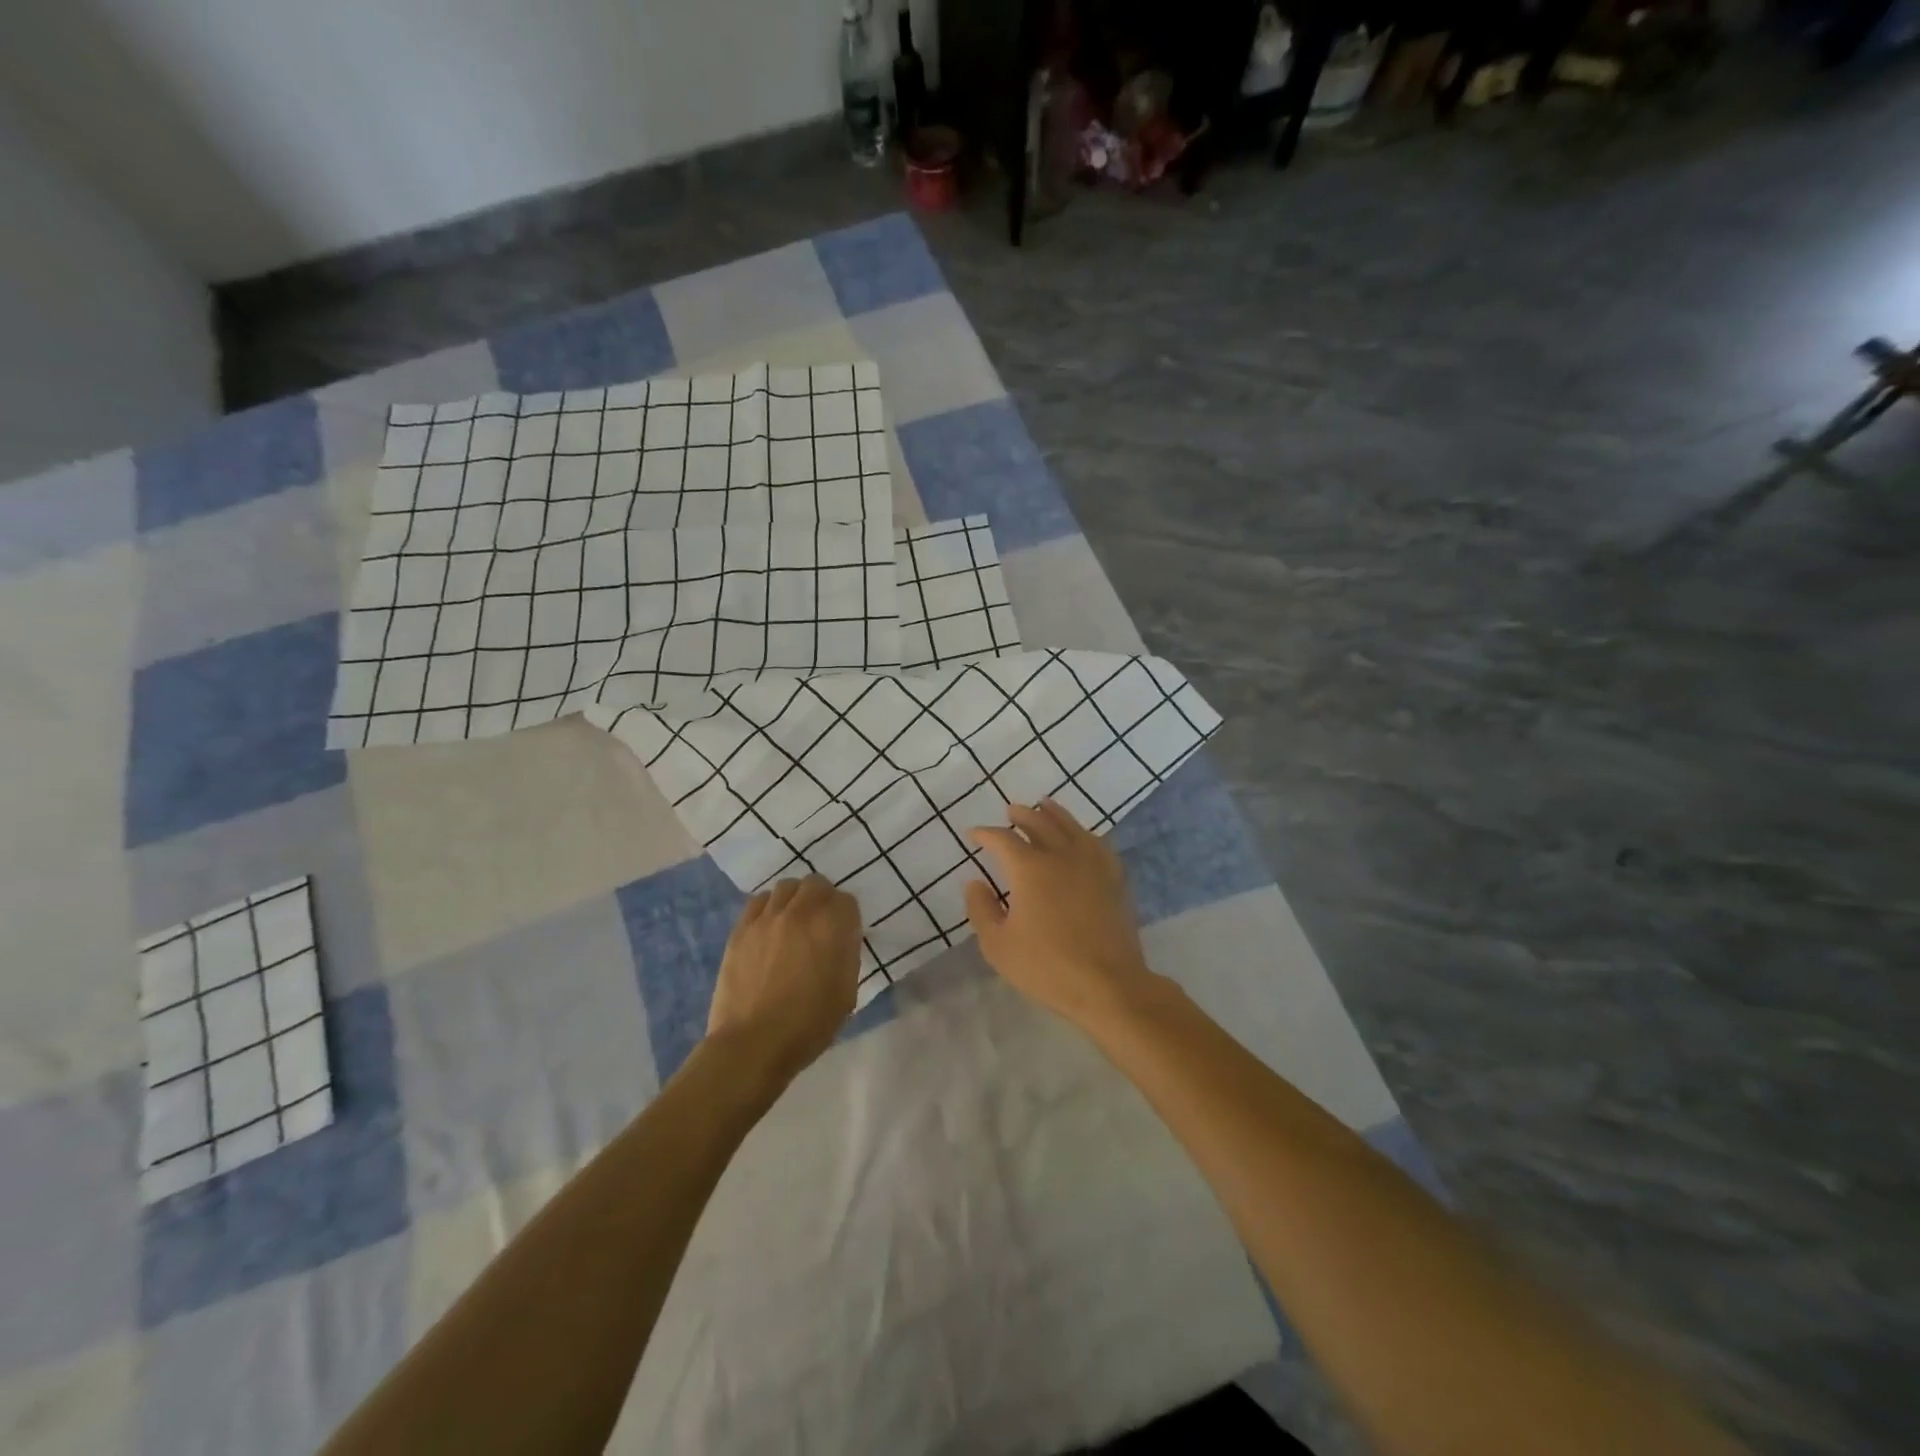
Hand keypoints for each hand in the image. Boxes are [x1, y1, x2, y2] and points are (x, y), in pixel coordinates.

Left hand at [707, 875, 861, 1084]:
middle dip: (822, 899)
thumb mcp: (847, 992)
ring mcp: (768, 917)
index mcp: (833, 926)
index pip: (846, 900)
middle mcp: (801, 911)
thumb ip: (846, 955)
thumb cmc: (809, 1025)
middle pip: (816, 884)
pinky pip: (759, 901)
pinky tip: (769, 928)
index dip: (846, 917)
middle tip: (820, 923)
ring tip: (793, 922)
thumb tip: (840, 939)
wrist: (754, 1043)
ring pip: (786, 887)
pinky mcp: (742, 929)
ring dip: (795, 899)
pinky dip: (769, 907)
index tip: (843, 934)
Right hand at [963, 799, 1156, 1028]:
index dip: (985, 834)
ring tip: (1045, 806)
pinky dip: (1083, 833)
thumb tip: (974, 883)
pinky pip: (1097, 843)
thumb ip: (981, 909)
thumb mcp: (998, 945)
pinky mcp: (1114, 878)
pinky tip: (1082, 836)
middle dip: (1021, 815)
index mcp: (1029, 868)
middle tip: (1010, 811)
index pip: (1002, 839)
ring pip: (1071, 826)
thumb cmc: (1047, 967)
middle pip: (1039, 822)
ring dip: (1053, 814)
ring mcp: (1092, 863)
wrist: (1109, 985)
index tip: (974, 835)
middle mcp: (1061, 855)